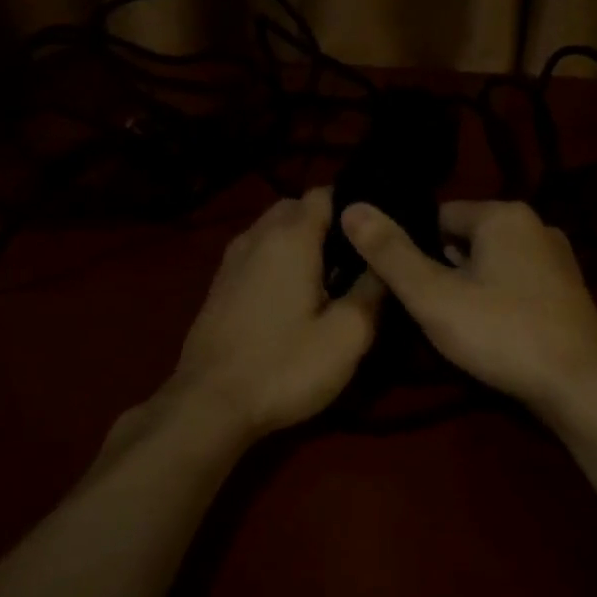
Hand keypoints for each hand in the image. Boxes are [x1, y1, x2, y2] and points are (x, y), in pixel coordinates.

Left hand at [167, 188, 383, 439]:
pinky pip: (258, 253)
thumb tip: (386, 261)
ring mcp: (232, 259)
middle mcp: (257, 235)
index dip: (356, 205)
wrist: (210, 404)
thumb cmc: (285, 366)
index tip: (380, 230)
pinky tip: (295, 294)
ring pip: (274, 230)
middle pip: (297, 208)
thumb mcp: (347, 335)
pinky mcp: (220, 285)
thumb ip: (373, 290)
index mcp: (290, 237)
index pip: (326, 192)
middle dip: (329, 222)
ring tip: (331, 275)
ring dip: (302, 242)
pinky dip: (280, 259)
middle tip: (359, 256)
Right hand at [341, 199, 596, 416]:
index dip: (412, 249)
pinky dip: (497, 299)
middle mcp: (535, 225)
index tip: (401, 284)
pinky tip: (490, 332)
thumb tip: (351, 208)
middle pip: (465, 239)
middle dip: (441, 269)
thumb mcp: (434, 296)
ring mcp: (557, 258)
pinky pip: (516, 282)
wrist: (580, 386)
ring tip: (453, 325)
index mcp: (503, 215)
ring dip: (468, 286)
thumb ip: (390, 253)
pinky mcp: (567, 290)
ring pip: (491, 263)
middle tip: (424, 310)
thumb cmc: (502, 333)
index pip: (437, 217)